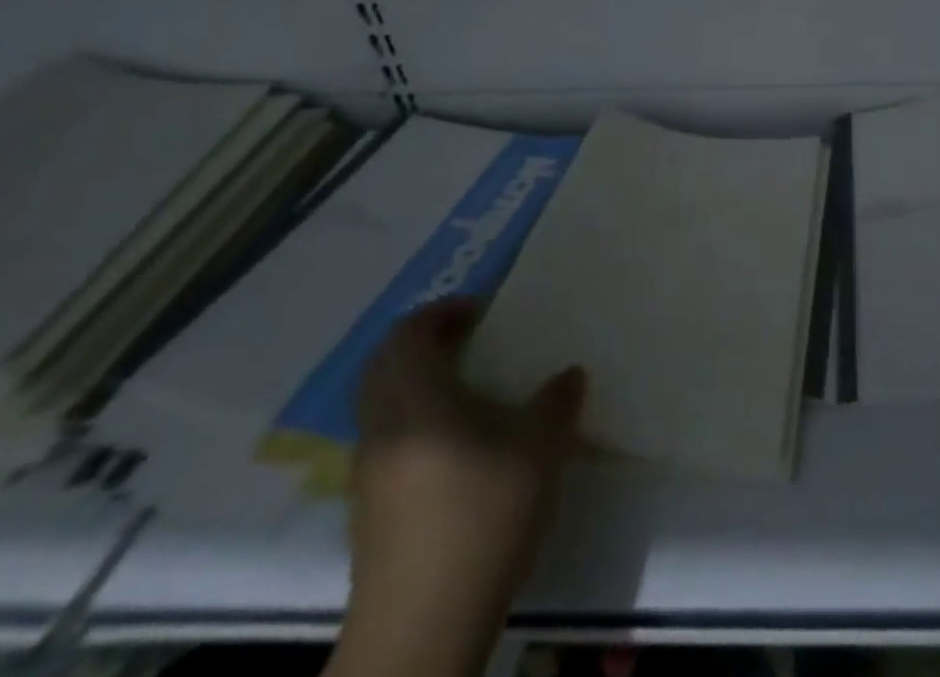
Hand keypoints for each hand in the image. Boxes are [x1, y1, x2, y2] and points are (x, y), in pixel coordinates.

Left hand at [332, 300, 583, 676]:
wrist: (422, 629)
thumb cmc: (480, 518)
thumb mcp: (537, 450)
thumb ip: (556, 402)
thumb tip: (569, 373)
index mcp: (415, 401)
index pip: (408, 335)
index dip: (442, 313)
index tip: (483, 311)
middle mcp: (382, 426)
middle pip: (385, 364)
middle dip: (425, 341)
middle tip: (474, 337)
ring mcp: (369, 470)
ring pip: (383, 401)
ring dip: (418, 378)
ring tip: (472, 384)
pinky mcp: (370, 507)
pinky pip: (388, 433)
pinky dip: (415, 415)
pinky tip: (459, 439)